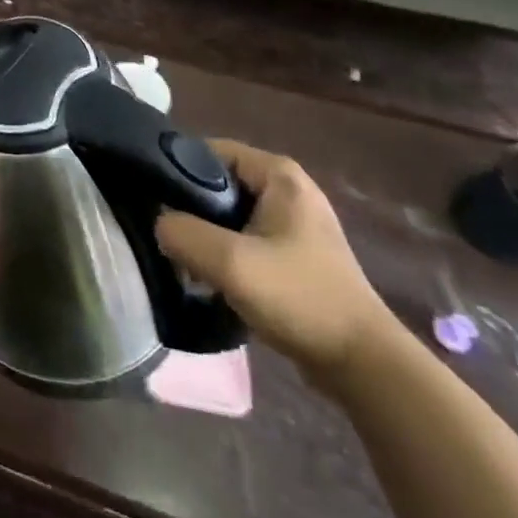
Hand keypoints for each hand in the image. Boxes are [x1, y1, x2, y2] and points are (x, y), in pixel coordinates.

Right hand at [156, 140, 393, 380]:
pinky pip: (244, 240)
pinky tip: (209, 279)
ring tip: (182, 261)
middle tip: (165, 234)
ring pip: (228, 215)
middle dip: (189, 208)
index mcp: (278, 174)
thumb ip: (182, 233)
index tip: (153, 197)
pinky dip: (224, 254)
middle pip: (217, 183)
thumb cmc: (300, 298)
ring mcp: (293, 224)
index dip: (177, 169)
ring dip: (205, 236)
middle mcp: (287, 190)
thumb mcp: (231, 263)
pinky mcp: (294, 256)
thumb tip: (159, 224)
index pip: (209, 151)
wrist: (364, 366)